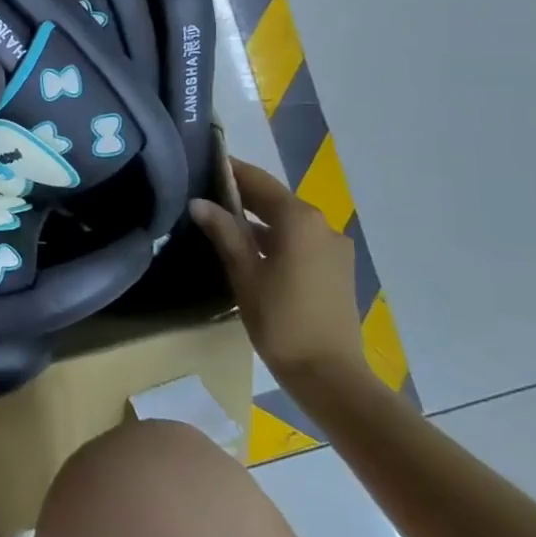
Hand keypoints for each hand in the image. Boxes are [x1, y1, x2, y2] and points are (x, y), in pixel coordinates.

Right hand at [190, 159, 369, 391]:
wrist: (330, 374)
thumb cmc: (281, 320)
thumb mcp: (245, 274)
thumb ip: (224, 232)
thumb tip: (199, 202)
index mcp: (299, 220)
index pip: (259, 181)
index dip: (231, 170)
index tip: (203, 162)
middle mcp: (322, 225)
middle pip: (276, 199)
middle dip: (242, 194)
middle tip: (204, 191)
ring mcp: (333, 247)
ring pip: (288, 221)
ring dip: (258, 218)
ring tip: (221, 220)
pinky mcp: (337, 269)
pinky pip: (300, 240)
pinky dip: (275, 237)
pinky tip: (251, 249)